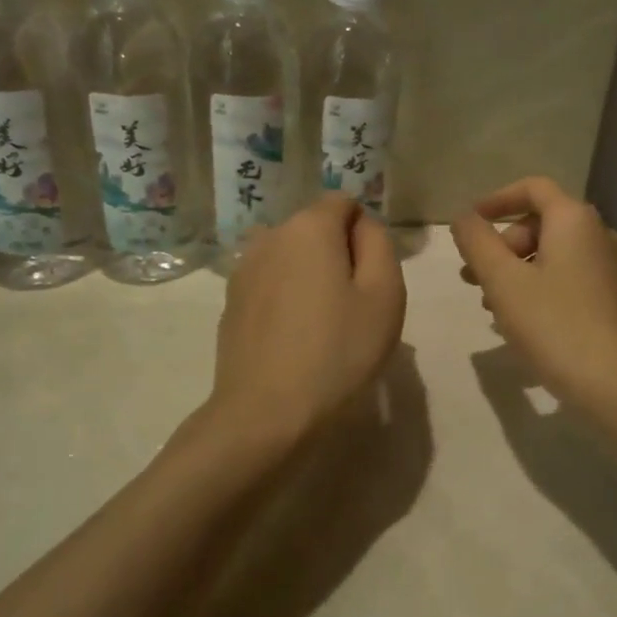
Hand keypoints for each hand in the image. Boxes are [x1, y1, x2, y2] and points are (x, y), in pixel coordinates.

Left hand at [209, 195, 406, 446]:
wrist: (267, 414)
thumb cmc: (338, 351)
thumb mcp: (385, 294)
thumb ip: (380, 244)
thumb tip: (362, 226)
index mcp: (309, 227)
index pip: (344, 203)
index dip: (365, 233)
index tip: (372, 277)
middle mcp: (270, 236)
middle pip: (316, 228)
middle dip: (338, 254)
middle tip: (354, 306)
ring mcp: (244, 270)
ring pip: (292, 257)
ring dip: (311, 276)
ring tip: (323, 324)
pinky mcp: (231, 303)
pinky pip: (271, 283)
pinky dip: (287, 297)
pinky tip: (295, 339)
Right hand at [452, 177, 616, 410]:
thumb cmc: (555, 325)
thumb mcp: (503, 281)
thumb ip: (477, 242)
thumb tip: (463, 217)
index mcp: (574, 220)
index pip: (533, 188)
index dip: (496, 199)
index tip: (469, 224)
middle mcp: (598, 234)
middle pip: (541, 223)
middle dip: (502, 244)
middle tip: (473, 277)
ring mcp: (609, 268)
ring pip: (553, 254)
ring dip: (516, 270)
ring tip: (489, 304)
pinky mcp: (612, 298)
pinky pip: (568, 277)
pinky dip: (538, 287)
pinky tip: (520, 321)